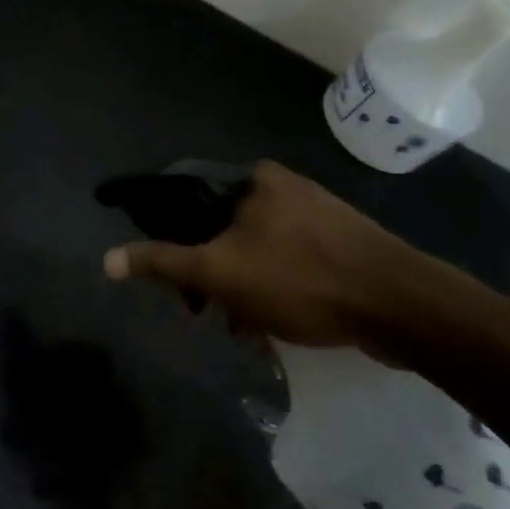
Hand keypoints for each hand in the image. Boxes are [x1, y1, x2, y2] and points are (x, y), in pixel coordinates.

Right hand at [103, 161, 437, 347]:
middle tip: (197, 309)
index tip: (154, 263)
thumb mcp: (221, 273)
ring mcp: (310, 215)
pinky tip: (268, 328)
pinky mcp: (334, 244)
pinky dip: (266, 290)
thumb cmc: (301, 280)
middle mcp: (278, 188)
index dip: (159, 225)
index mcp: (251, 180)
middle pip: (216, 226)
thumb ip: (163, 263)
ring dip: (235, 288)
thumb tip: (107, 259)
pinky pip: (281, 262)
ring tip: (239, 328)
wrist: (402, 307)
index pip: (184, 191)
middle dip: (204, 271)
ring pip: (249, 249)